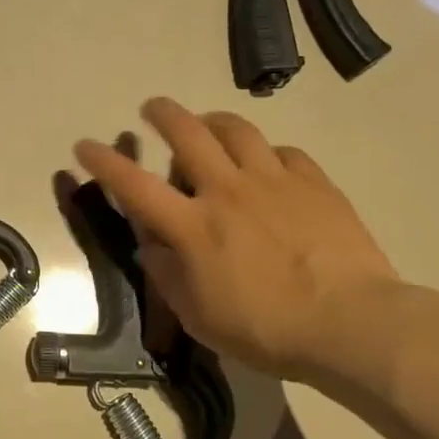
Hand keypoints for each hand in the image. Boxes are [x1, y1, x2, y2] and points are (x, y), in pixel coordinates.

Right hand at [75, 98, 397, 382]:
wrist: (353, 324)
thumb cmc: (267, 330)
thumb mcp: (200, 316)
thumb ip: (167, 275)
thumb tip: (150, 245)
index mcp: (193, 227)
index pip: (134, 185)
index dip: (103, 162)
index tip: (85, 145)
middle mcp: (227, 191)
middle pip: (187, 133)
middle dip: (162, 113)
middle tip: (152, 108)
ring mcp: (273, 182)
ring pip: (236, 129)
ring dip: (212, 120)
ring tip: (207, 124)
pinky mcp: (314, 183)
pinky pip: (283, 151)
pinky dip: (265, 153)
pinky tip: (268, 165)